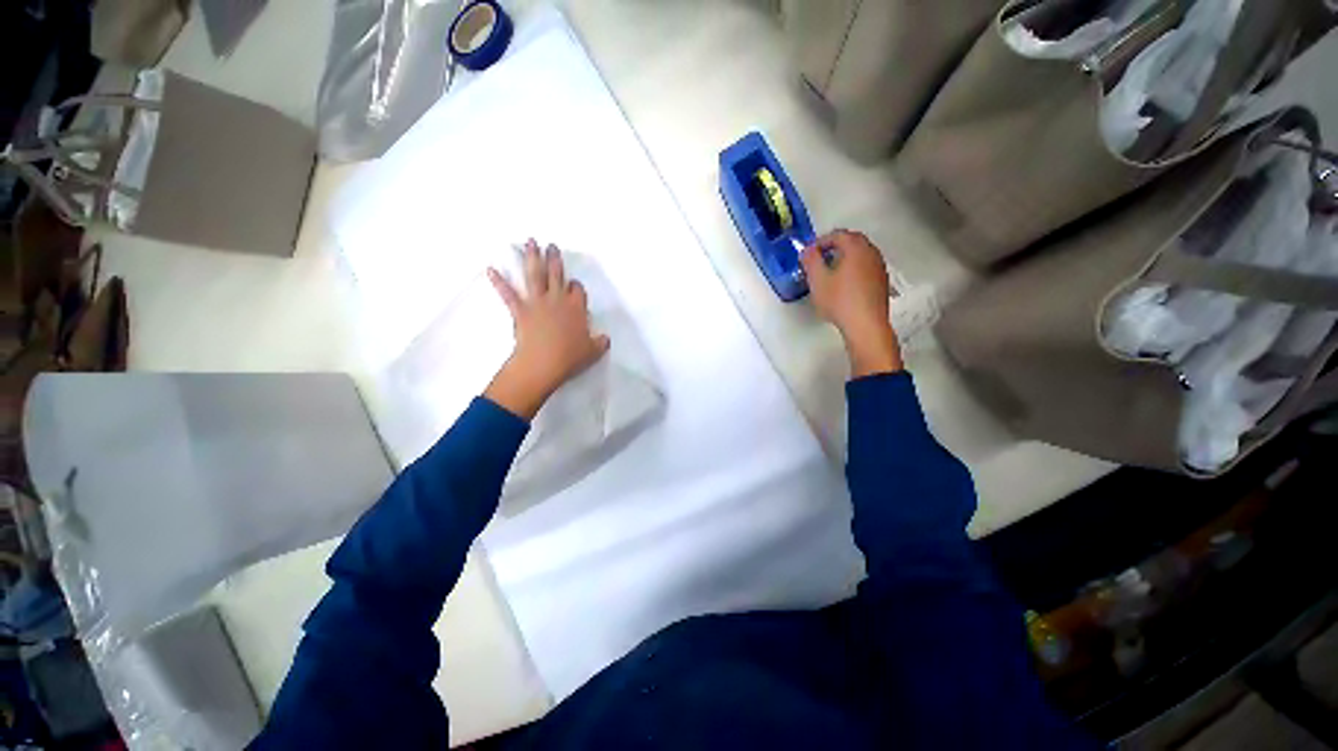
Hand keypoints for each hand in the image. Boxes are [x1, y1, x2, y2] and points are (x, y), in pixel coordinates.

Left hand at [483, 240, 609, 419]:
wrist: (544, 363)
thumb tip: (605, 338)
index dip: (575, 286)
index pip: (577, 290)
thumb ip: (600, 342)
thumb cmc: (570, 357)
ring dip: (532, 258)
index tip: (573, 285)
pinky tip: (490, 270)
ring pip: (535, 276)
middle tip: (551, 245)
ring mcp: (537, 303)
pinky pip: (508, 294)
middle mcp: (557, 300)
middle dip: (555, 259)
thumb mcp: (593, 351)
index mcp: (576, 308)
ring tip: (530, 243)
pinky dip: (499, 282)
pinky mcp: (520, 310)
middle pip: (557, 274)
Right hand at [800, 230, 902, 377]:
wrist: (865, 325)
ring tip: (829, 271)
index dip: (821, 241)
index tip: (810, 253)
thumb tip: (807, 250)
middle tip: (819, 258)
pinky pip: (866, 267)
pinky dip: (854, 268)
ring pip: (860, 254)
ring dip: (845, 257)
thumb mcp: (817, 280)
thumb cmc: (840, 301)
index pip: (838, 234)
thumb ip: (810, 261)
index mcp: (856, 248)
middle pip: (852, 241)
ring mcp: (879, 267)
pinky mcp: (881, 282)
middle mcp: (871, 253)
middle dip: (834, 246)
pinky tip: (843, 284)